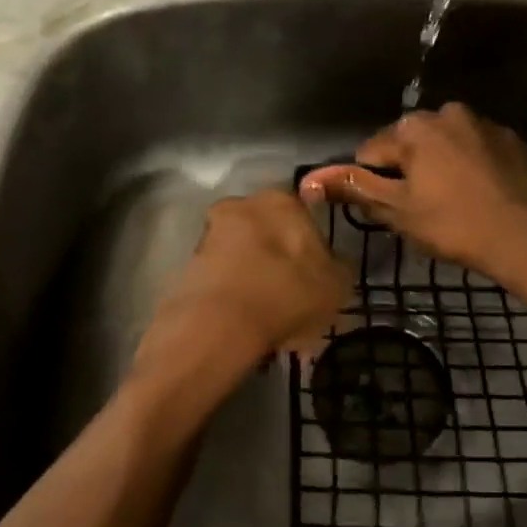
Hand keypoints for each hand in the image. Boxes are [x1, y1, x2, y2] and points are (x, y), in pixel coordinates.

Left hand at [132, 189, 349, 392]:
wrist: (220, 323)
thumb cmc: (288, 293)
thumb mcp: (337, 285)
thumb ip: (338, 268)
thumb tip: (333, 264)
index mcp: (282, 200)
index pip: (303, 216)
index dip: (311, 248)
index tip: (315, 277)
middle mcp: (242, 205)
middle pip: (268, 234)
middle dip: (278, 262)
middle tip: (292, 300)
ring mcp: (210, 234)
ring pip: (243, 256)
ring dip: (255, 280)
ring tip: (270, 321)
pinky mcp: (187, 264)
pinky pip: (222, 279)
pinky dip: (234, 297)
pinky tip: (246, 326)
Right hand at [298, 103, 526, 282]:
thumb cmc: (453, 224)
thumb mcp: (396, 210)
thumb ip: (353, 187)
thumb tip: (308, 178)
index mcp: (413, 127)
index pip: (371, 153)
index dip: (374, 184)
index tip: (394, 210)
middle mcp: (446, 112)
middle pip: (408, 144)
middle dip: (408, 171)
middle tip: (423, 210)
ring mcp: (483, 123)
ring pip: (443, 145)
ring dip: (439, 167)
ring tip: (453, 204)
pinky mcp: (510, 138)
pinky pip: (474, 149)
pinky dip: (469, 166)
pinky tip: (479, 194)